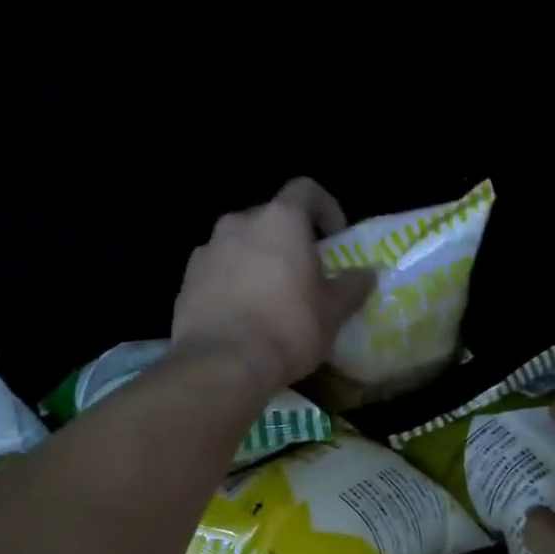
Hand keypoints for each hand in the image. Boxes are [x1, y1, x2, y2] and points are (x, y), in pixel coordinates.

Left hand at [172, 178, 377, 390]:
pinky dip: (232, 281)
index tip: (335, 236)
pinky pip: (218, 270)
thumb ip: (353, 286)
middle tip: (304, 271)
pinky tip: (243, 314)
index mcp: (280, 220)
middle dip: (289, 239)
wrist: (222, 364)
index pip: (306, 190)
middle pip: (270, 218)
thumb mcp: (333, 311)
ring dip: (258, 260)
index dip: (325, 207)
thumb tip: (368, 274)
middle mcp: (239, 223)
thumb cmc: (288, 328)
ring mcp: (207, 250)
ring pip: (240, 244)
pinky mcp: (186, 280)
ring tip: (271, 295)